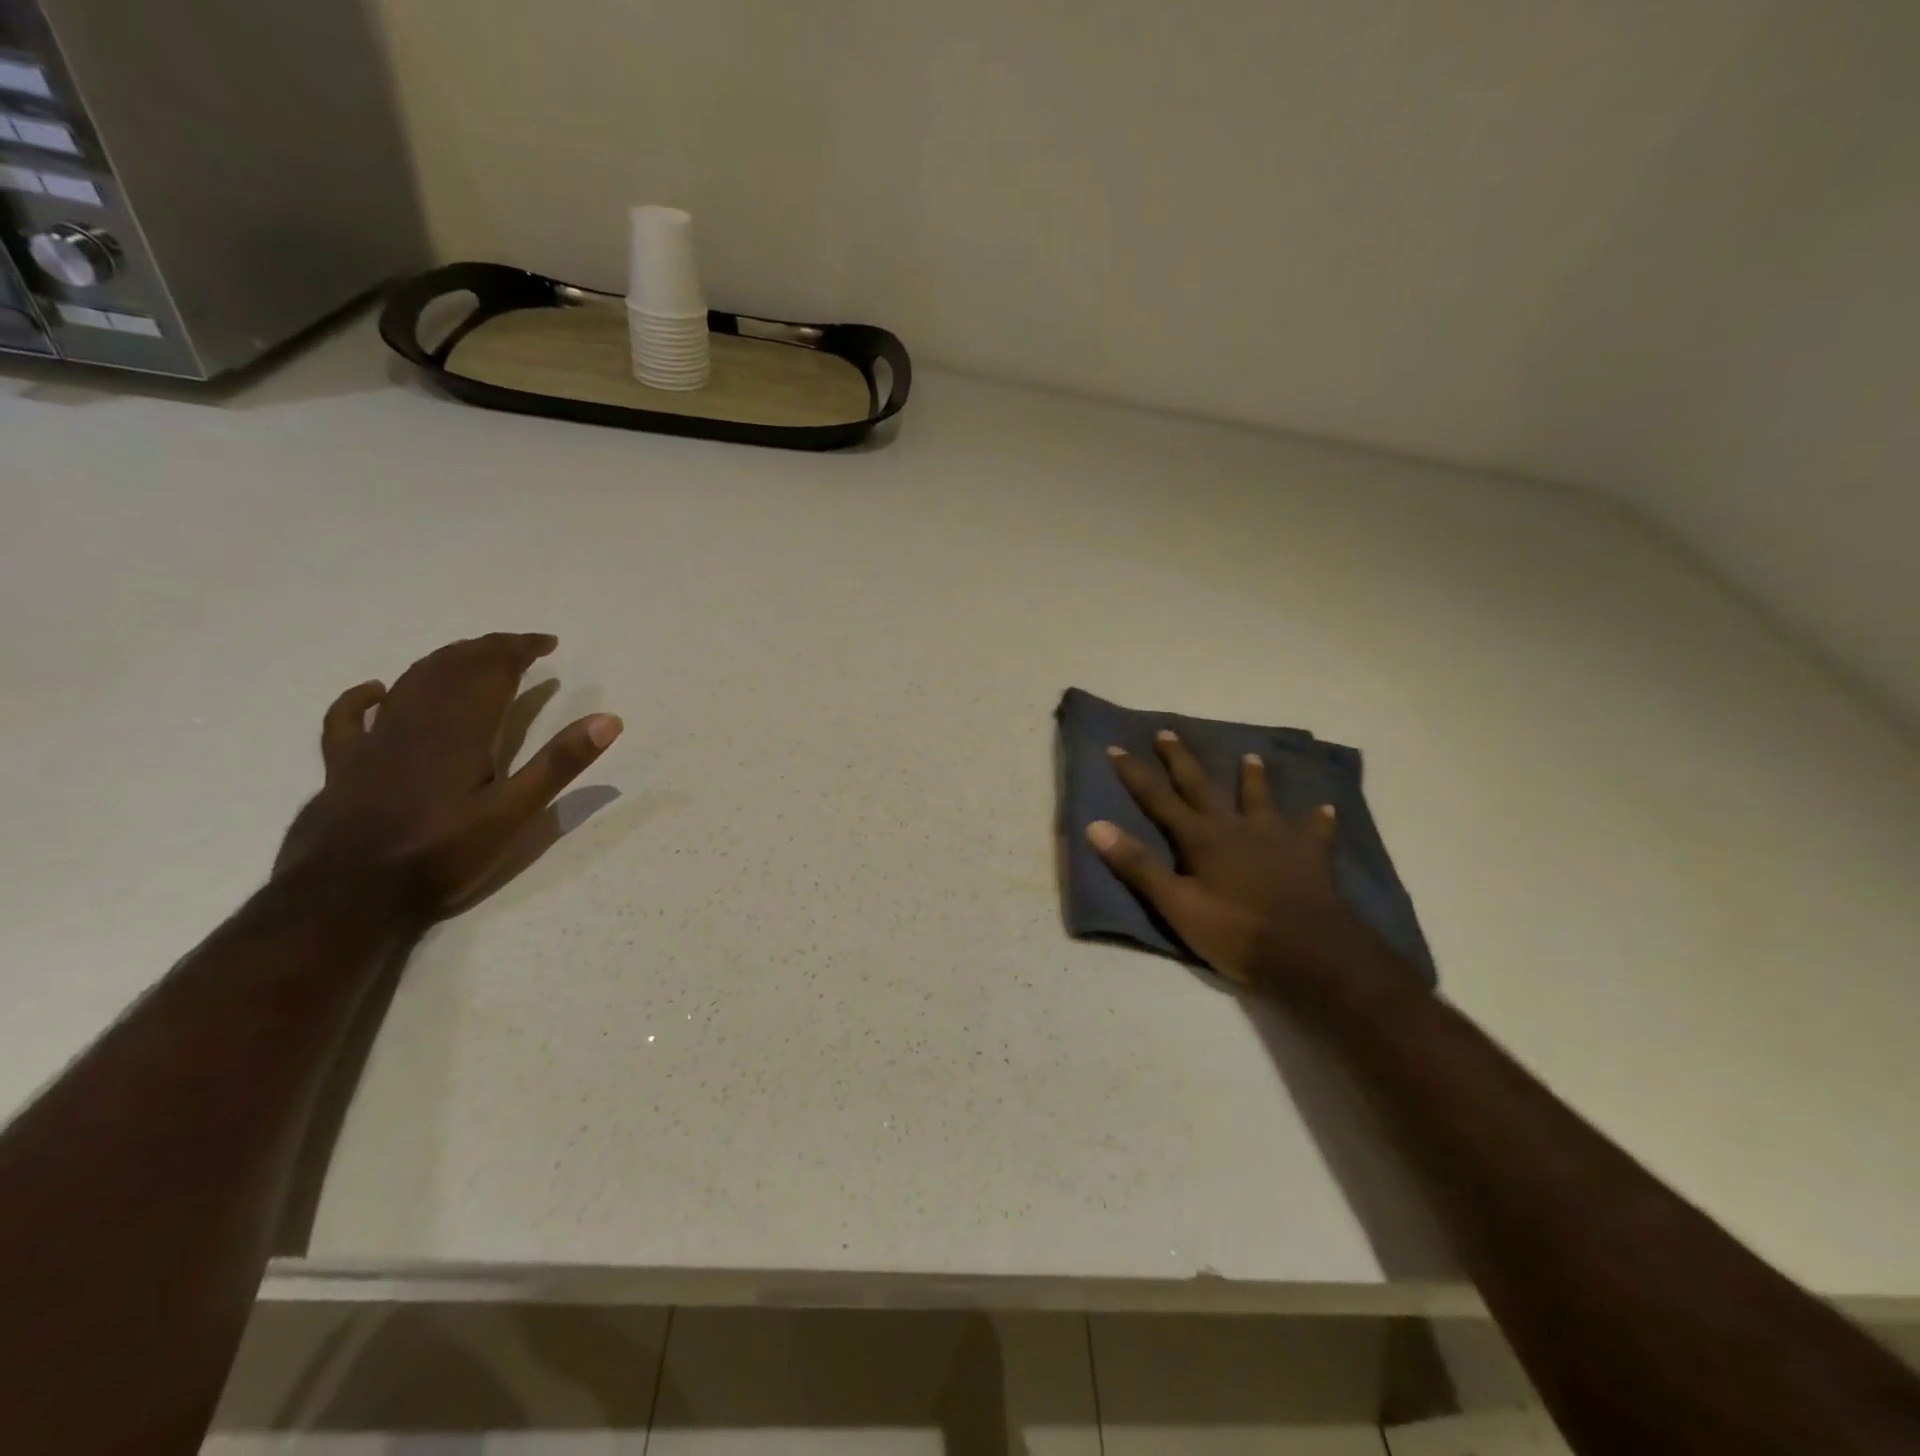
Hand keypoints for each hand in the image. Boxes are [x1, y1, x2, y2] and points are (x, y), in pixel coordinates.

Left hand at [274, 633, 621, 916]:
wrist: (350, 895)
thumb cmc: (442, 854)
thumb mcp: (516, 813)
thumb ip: (560, 763)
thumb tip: (608, 720)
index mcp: (462, 729)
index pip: (493, 669)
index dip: (520, 649)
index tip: (547, 644)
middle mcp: (417, 721)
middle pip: (453, 667)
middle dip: (488, 650)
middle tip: (518, 648)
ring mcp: (375, 741)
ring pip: (411, 682)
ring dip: (444, 662)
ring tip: (471, 657)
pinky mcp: (345, 764)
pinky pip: (349, 717)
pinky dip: (364, 696)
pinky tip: (377, 689)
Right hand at [1087, 730, 1361, 990]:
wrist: (1310, 952)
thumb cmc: (1236, 932)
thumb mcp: (1177, 905)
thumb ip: (1138, 866)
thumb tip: (1096, 826)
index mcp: (1200, 838)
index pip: (1158, 799)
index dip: (1135, 774)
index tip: (1116, 747)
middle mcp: (1235, 827)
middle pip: (1202, 787)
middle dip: (1181, 760)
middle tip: (1167, 732)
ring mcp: (1276, 839)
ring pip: (1260, 800)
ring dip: (1253, 779)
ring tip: (1251, 757)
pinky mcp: (1310, 856)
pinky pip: (1314, 832)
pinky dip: (1317, 820)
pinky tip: (1325, 809)